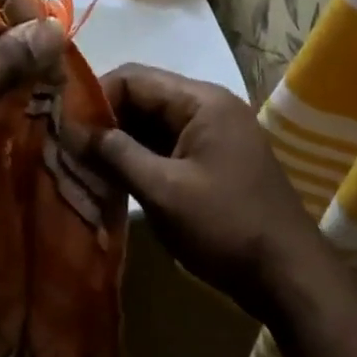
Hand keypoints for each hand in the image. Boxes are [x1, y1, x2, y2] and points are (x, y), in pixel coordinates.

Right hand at [71, 65, 323, 321]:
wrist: (291, 278)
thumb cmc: (226, 228)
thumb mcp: (163, 191)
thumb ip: (116, 155)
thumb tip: (72, 130)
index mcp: (201, 101)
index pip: (134, 78)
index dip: (96, 97)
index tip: (65, 126)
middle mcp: (208, 107)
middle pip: (143, 98)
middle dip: (106, 121)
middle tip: (69, 149)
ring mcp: (213, 135)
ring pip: (153, 124)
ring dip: (120, 142)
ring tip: (83, 165)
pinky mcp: (213, 161)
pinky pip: (167, 146)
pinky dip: (140, 158)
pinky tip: (114, 180)